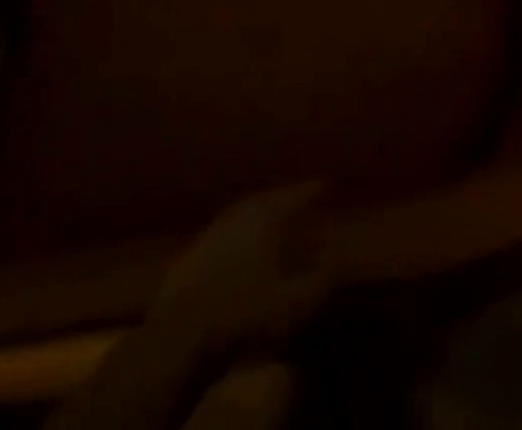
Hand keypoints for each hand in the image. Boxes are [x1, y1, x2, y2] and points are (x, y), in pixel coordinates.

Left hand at [150, 183, 333, 360]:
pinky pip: (225, 236)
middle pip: (270, 199)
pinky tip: (243, 255)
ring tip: (275, 227)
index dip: (315, 189)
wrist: (180, 337)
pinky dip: (240, 239)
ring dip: (262, 219)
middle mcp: (241, 212)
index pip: (298, 193)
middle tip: (302, 203)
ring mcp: (212, 230)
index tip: (329, 184)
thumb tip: (341, 254)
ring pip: (245, 215)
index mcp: (268, 214)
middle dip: (288, 201)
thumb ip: (324, 276)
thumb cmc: (246, 312)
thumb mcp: (296, 300)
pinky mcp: (190, 255)